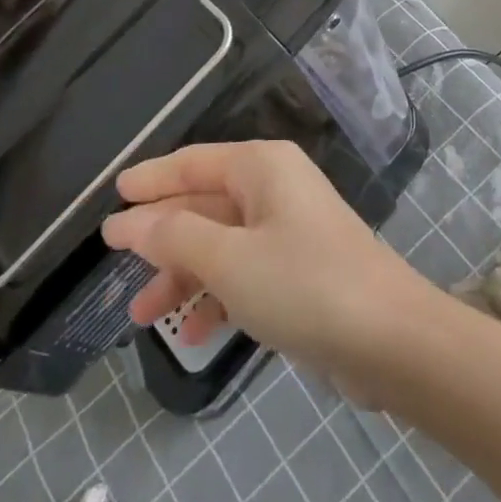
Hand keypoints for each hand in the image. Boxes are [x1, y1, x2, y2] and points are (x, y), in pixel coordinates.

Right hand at [102, 141, 435, 388]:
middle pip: (205, 203)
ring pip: (221, 242)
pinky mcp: (300, 270)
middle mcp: (275, 188)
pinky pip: (244, 272)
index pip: (193, 162)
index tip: (113, 194)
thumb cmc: (302, 284)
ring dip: (184, 274)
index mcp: (261, 167)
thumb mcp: (228, 259)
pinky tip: (192, 333)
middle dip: (161, 236)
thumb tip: (128, 220)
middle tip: (112, 261)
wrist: (389, 339)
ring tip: (141, 314)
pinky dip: (217, 295)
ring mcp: (289, 229)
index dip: (152, 179)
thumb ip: (174, 236)